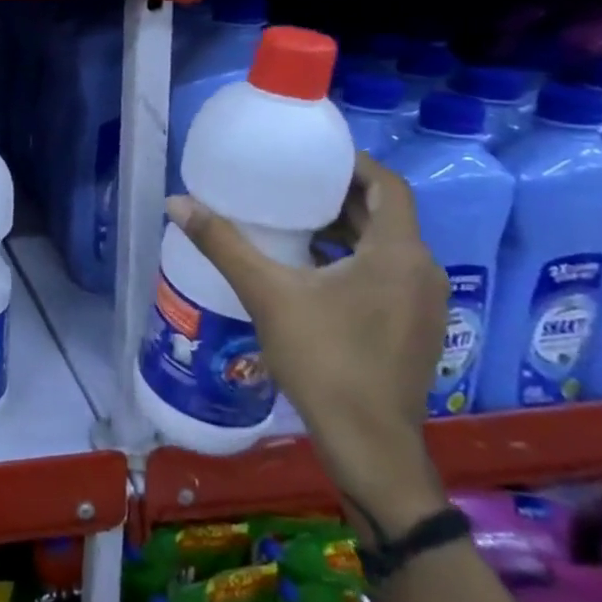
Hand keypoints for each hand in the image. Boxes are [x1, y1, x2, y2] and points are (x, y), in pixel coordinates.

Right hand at [166, 153, 449, 539]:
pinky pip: (386, 274)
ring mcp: (424, 304)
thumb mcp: (267, 294)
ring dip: (345, 229)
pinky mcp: (414, 328)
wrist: (368, 444)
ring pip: (385, 246)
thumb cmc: (325, 360)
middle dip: (339, 196)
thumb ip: (223, 244)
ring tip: (292, 221)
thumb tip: (177, 202)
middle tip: (289, 184)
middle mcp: (421, 272)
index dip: (352, 164)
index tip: (311, 156)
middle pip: (385, 215)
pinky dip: (353, 259)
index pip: (388, 186)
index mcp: (398, 254)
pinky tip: (309, 269)